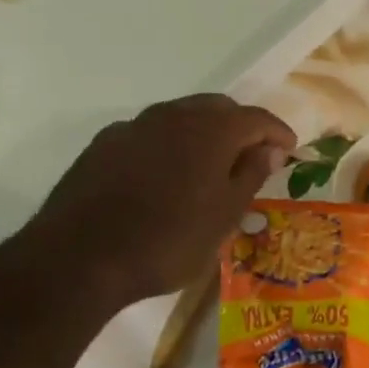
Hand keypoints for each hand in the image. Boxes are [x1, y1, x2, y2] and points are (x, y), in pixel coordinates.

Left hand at [23, 93, 295, 307]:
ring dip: (202, 134)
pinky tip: (163, 176)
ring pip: (180, 117)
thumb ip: (251, 174)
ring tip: (209, 167)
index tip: (290, 151)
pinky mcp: (104, 144)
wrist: (79, 258)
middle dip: (240, 127)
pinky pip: (149, 134)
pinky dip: (168, 146)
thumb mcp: (224, 216)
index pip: (256, 118)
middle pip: (218, 108)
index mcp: (211, 129)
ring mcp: (134, 126)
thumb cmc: (167, 241)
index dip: (278, 132)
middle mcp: (173, 115)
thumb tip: (271, 148)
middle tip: (251, 157)